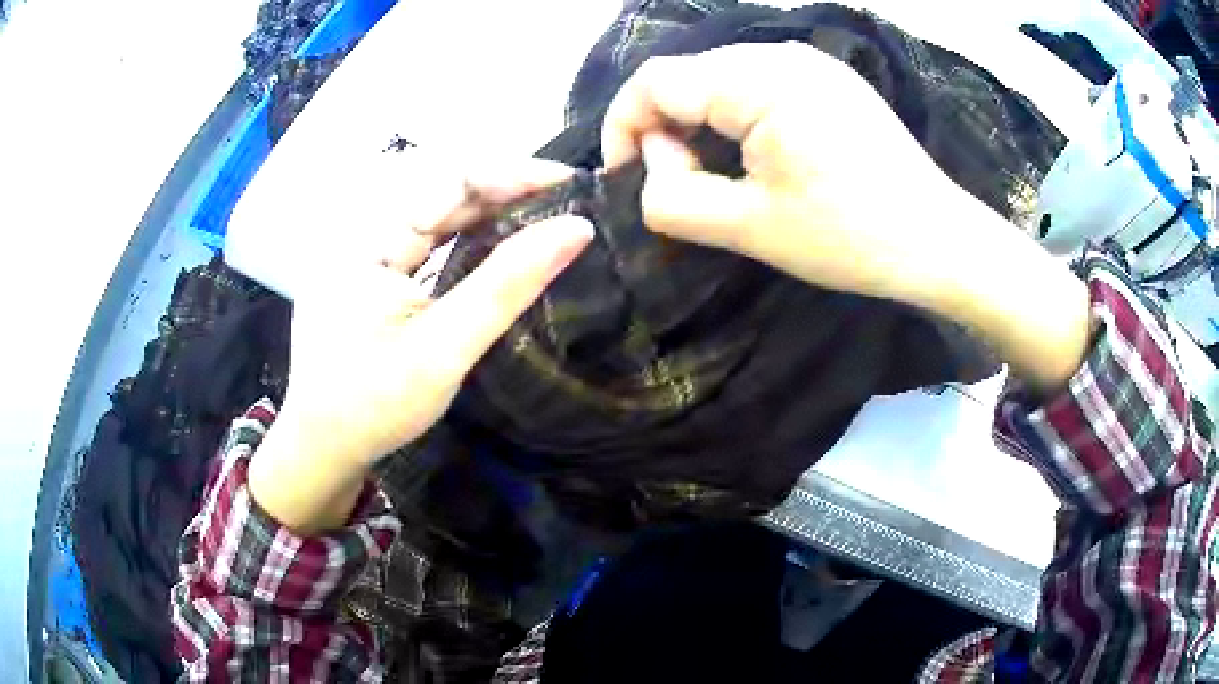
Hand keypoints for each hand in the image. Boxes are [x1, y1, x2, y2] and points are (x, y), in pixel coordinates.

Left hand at [249, 158, 592, 532]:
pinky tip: (498, 244)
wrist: (324, 449)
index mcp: (367, 240)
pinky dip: (465, 238)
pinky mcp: (372, 277)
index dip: (510, 173)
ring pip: (434, 216)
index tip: (569, 181)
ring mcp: (365, 256)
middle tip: (565, 201)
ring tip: (542, 216)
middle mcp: (363, 234)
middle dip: (503, 190)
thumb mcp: (444, 348)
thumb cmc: (375, 406)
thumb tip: (577, 228)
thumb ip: (507, 284)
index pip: (447, 180)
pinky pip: (425, 242)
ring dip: (488, 212)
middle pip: (440, 192)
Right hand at [602, 43, 1090, 390]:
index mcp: (758, 80)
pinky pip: (757, 85)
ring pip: (719, 80)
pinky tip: (755, 156)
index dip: (624, 127)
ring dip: (700, 124)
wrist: (939, 241)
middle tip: (679, 186)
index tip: (629, 179)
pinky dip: (735, 118)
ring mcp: (810, 64)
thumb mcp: (751, 228)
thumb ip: (674, 199)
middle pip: (686, 76)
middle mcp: (780, 55)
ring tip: (716, 176)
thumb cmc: (851, 237)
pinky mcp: (829, 81)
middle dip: (664, 128)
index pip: (655, 81)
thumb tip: (650, 167)